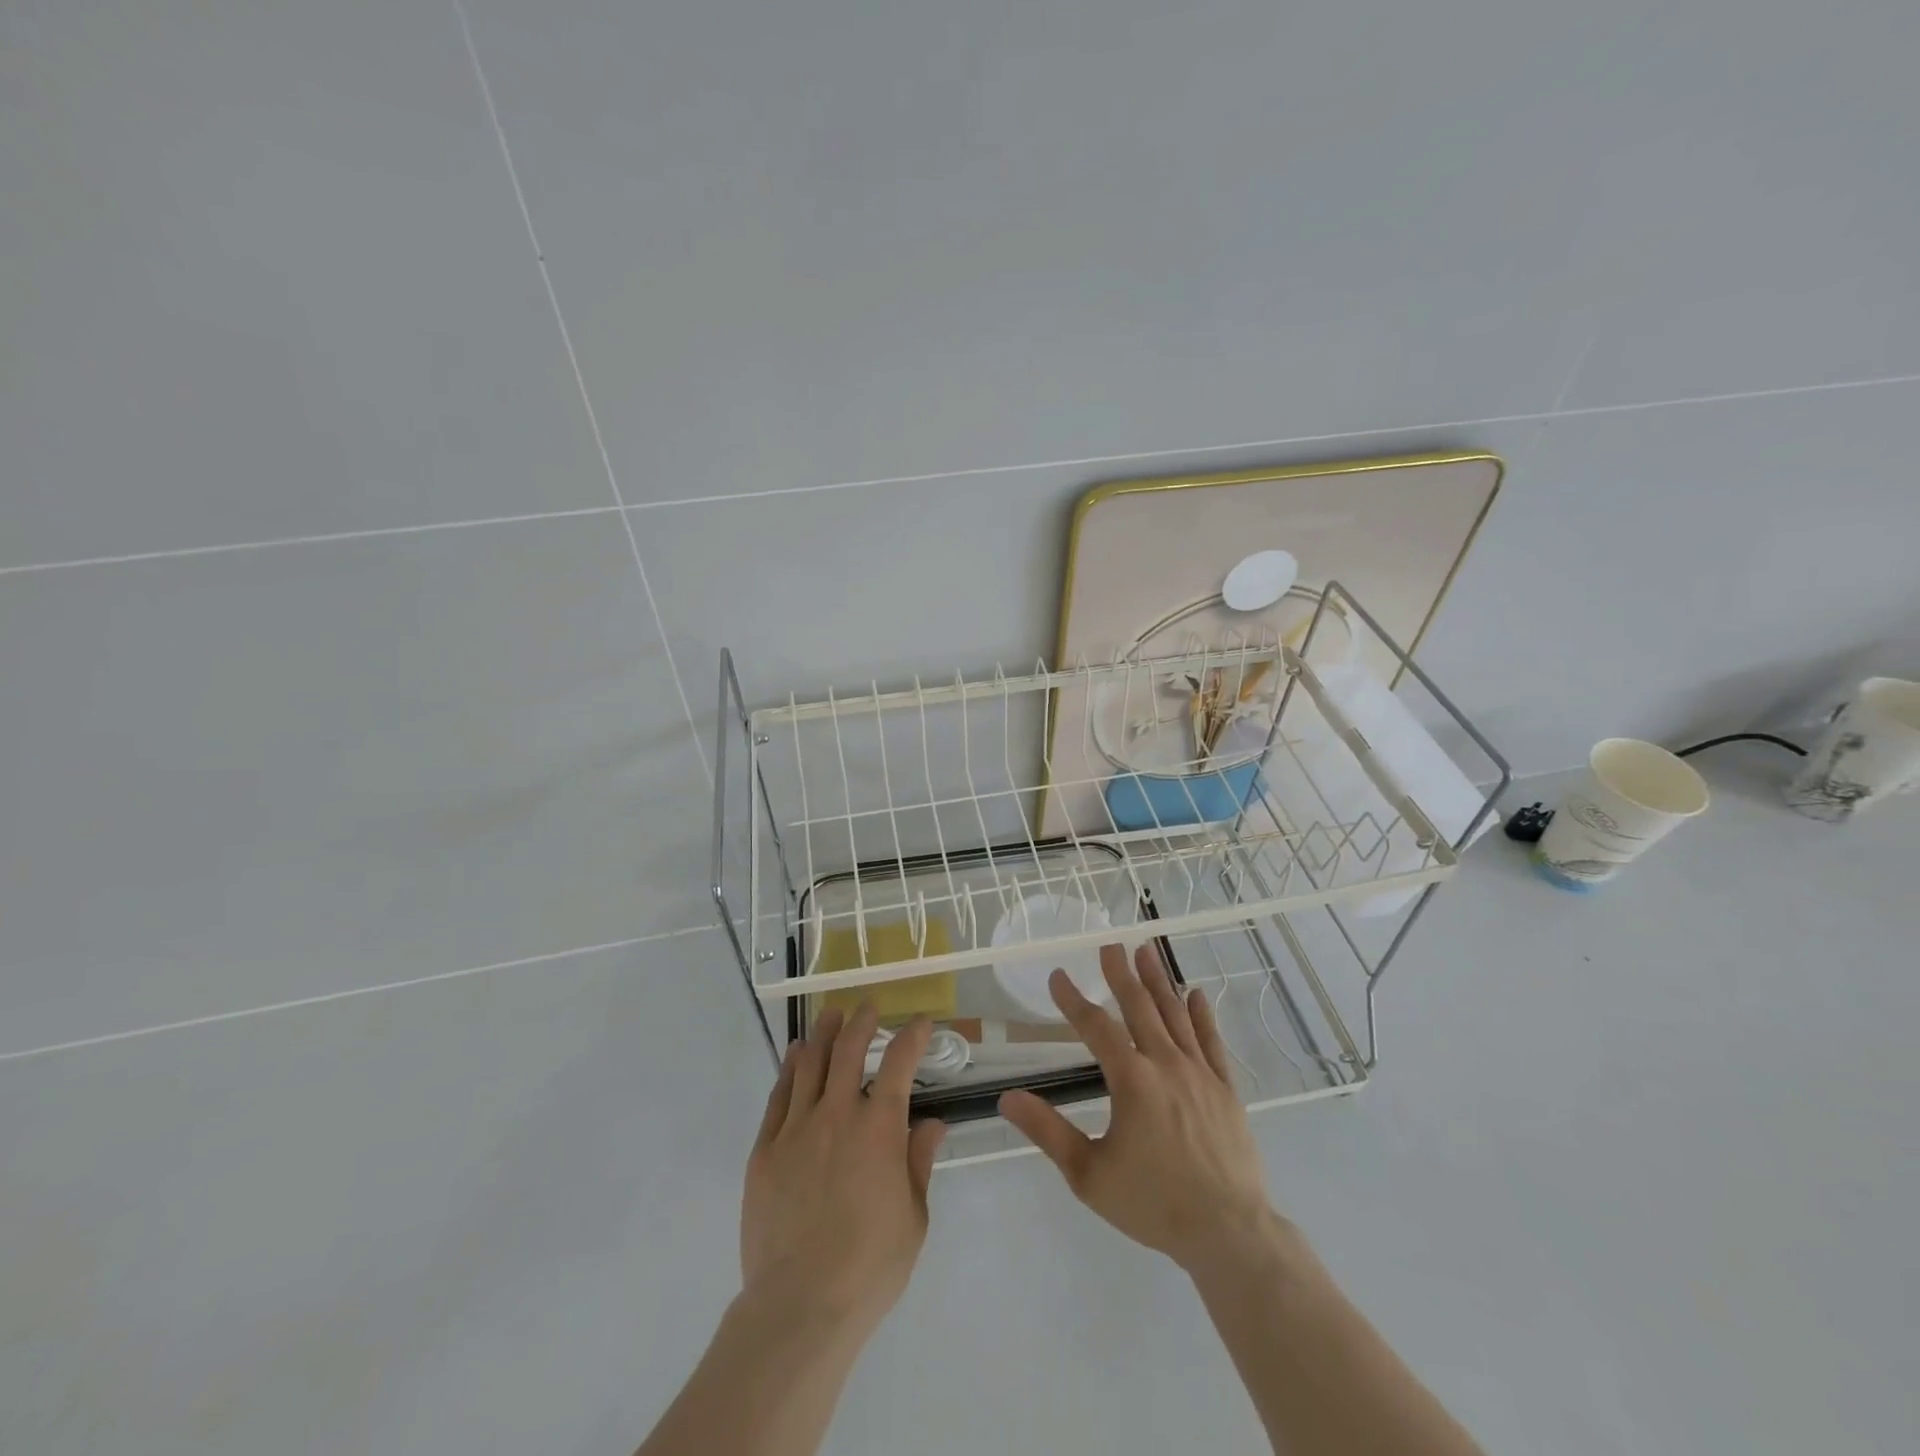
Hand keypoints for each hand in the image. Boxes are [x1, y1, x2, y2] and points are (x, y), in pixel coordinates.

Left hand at [741, 1005, 945, 1339]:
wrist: (800, 1305)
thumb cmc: (870, 1266)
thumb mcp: (913, 1217)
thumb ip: (919, 1162)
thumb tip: (932, 1124)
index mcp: (879, 1129)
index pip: (899, 1064)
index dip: (912, 1036)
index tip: (920, 1022)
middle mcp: (837, 1115)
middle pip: (848, 1050)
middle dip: (861, 1021)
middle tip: (867, 1008)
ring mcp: (796, 1129)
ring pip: (809, 1064)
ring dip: (823, 1034)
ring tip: (830, 1016)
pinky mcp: (764, 1150)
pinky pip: (778, 1097)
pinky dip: (789, 1070)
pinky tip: (795, 1057)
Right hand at [999, 944, 1273, 1272]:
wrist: (1229, 1233)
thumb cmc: (1153, 1203)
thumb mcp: (1089, 1174)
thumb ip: (1048, 1131)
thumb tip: (1007, 1098)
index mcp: (1131, 1080)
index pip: (1096, 1027)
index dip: (1073, 1000)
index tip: (1058, 976)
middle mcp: (1165, 1064)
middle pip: (1140, 1007)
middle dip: (1121, 974)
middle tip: (1110, 945)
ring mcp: (1200, 1073)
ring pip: (1175, 1014)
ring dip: (1159, 981)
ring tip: (1147, 951)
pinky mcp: (1226, 1089)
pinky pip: (1211, 1041)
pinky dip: (1202, 1015)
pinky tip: (1196, 994)